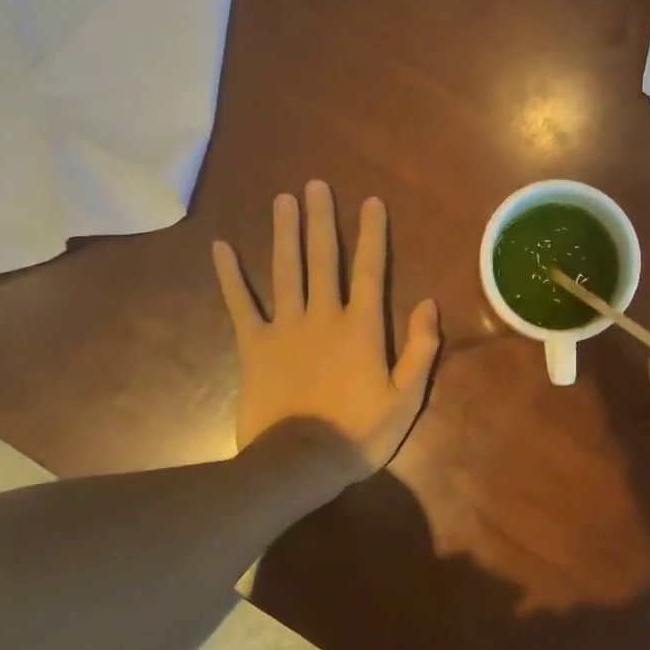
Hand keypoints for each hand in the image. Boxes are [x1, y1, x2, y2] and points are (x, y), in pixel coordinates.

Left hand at [213, 181, 439, 490]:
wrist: (300, 464)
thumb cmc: (359, 432)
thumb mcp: (406, 397)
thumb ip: (421, 349)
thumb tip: (428, 303)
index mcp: (362, 327)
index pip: (371, 270)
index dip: (372, 234)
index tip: (370, 202)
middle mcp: (323, 316)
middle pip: (323, 259)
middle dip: (321, 220)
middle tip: (315, 185)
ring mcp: (284, 328)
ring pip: (284, 270)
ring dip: (284, 233)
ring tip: (282, 200)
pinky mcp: (253, 346)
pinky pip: (240, 304)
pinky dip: (230, 276)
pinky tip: (221, 247)